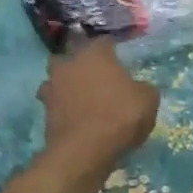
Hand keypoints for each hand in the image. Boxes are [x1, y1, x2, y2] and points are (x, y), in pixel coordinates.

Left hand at [36, 40, 159, 176]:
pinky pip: (56, 103)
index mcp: (95, 54)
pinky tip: (77, 118)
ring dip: (68, 86)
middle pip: (73, 57)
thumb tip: (138, 88)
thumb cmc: (121, 116)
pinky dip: (64, 108)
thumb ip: (143, 88)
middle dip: (82, 65)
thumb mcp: (148, 100)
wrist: (85, 150)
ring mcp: (52, 86)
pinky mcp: (44, 111)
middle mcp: (69, 63)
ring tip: (83, 99)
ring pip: (58, 79)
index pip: (104, 42)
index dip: (113, 50)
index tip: (120, 60)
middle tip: (97, 78)